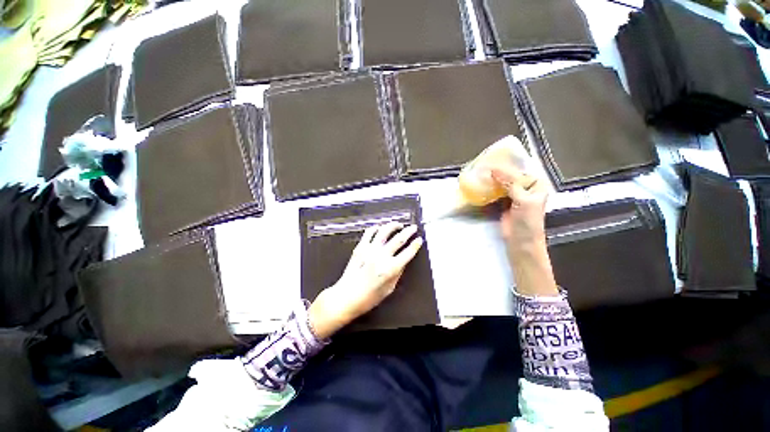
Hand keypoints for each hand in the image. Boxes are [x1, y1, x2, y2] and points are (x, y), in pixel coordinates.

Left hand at [308, 222, 423, 338]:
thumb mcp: (389, 289)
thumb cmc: (368, 298)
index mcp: (391, 268)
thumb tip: (403, 261)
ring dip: (394, 225)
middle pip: (399, 239)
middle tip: (413, 228)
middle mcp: (381, 256)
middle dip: (409, 231)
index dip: (415, 245)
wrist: (346, 297)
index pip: (408, 252)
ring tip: (398, 225)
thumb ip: (398, 273)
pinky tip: (380, 228)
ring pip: (385, 231)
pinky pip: (369, 232)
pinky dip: (376, 228)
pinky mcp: (360, 247)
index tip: (419, 240)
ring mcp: (370, 250)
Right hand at [490, 166, 548, 252]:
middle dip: (499, 171)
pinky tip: (482, 183)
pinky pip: (496, 192)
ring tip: (480, 172)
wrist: (521, 241)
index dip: (508, 166)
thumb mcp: (523, 199)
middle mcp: (526, 188)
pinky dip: (490, 188)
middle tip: (483, 164)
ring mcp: (514, 196)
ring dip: (493, 179)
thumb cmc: (528, 221)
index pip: (521, 171)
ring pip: (503, 183)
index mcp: (536, 185)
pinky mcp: (504, 203)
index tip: (492, 160)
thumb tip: (494, 170)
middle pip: (511, 176)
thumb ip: (510, 184)